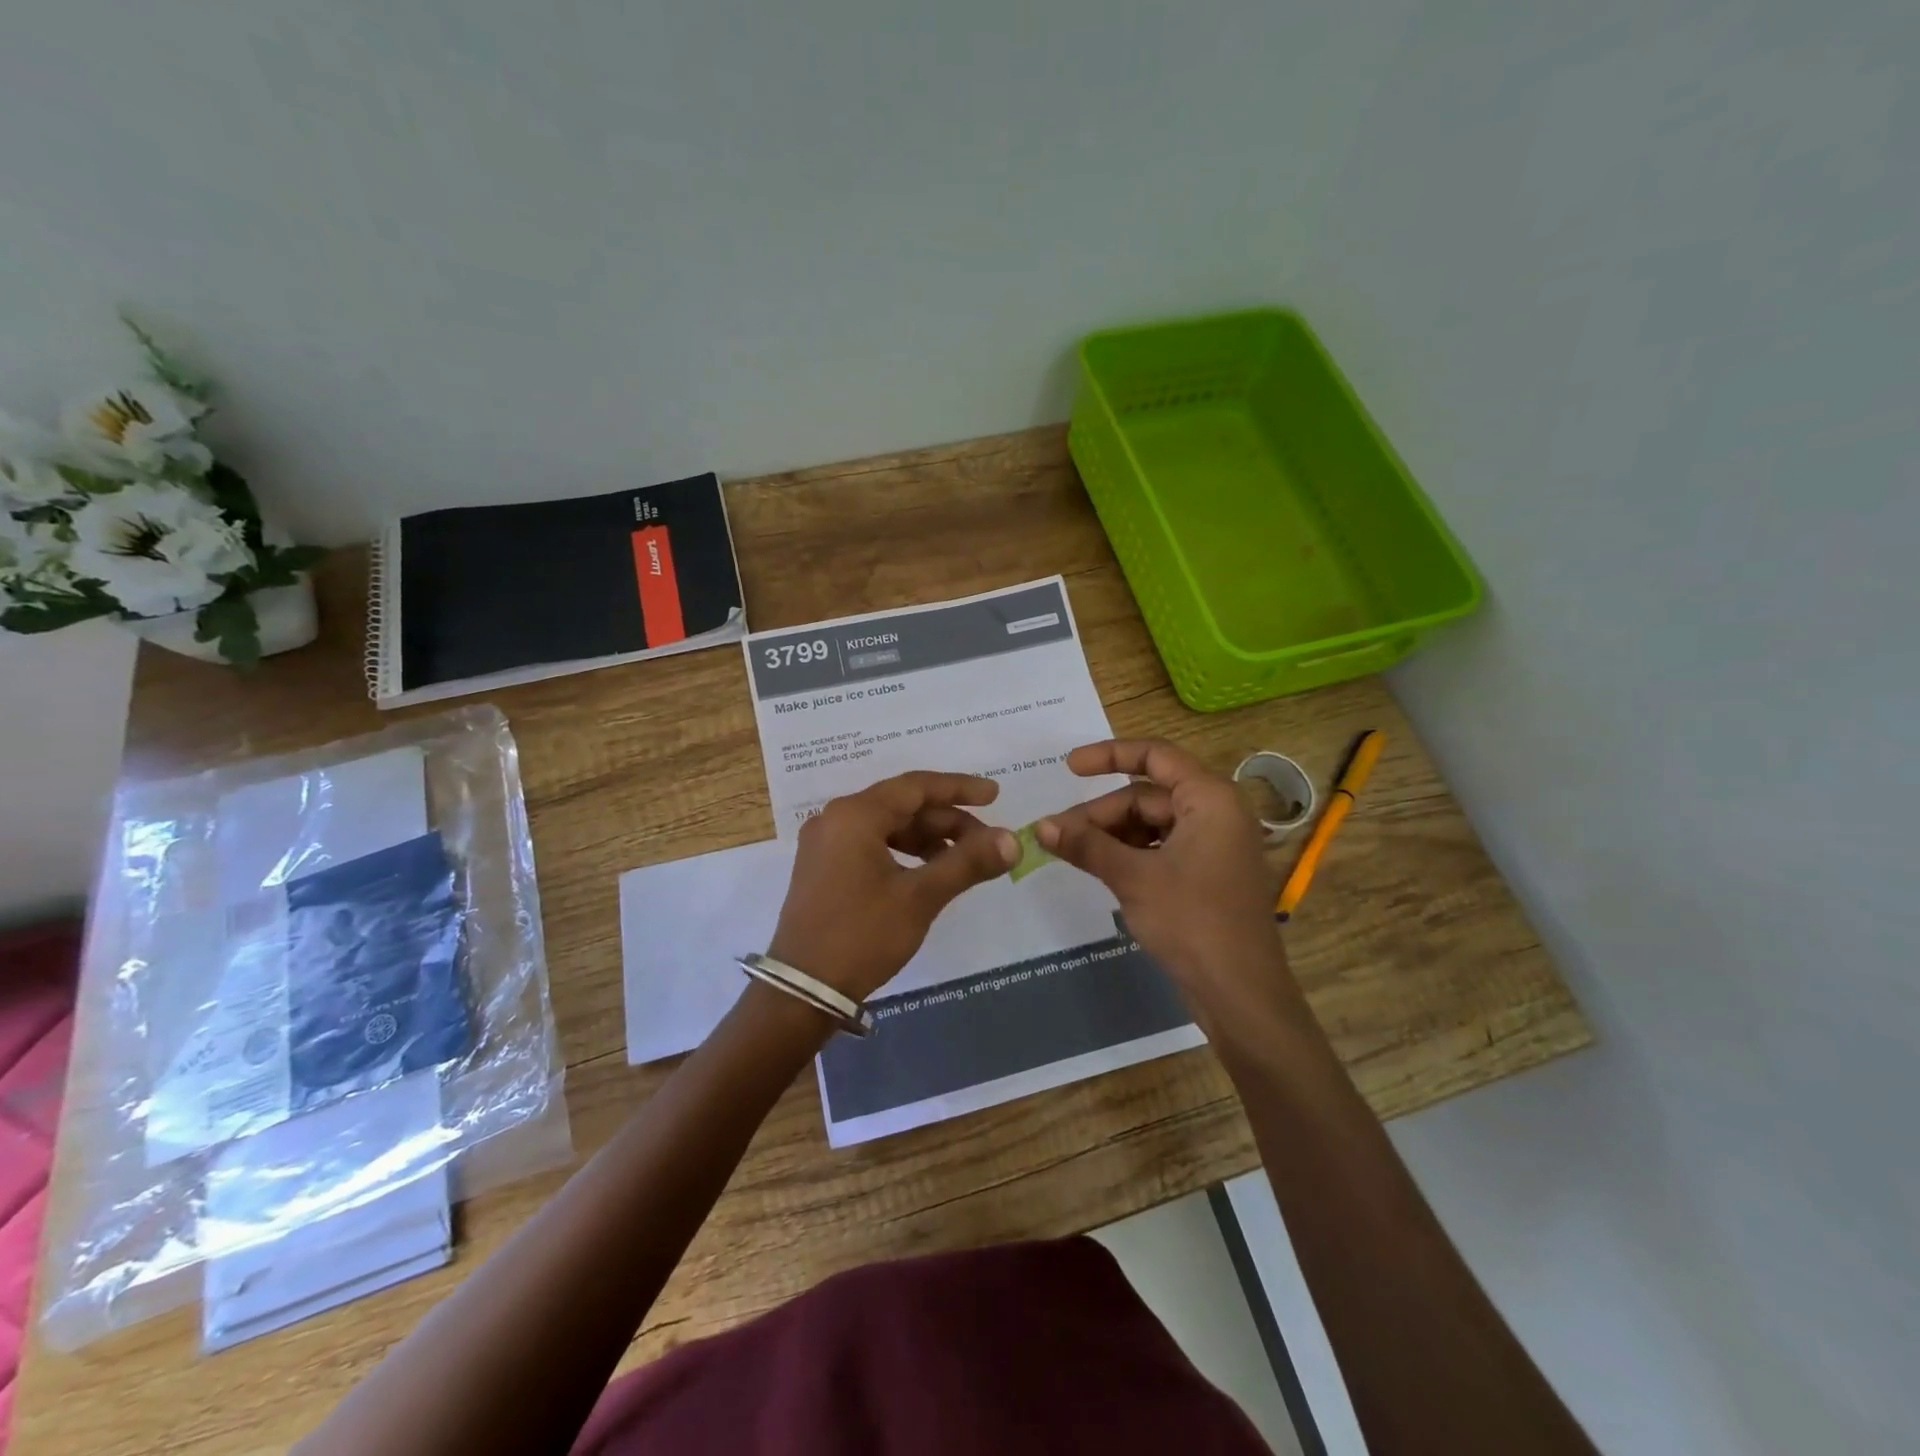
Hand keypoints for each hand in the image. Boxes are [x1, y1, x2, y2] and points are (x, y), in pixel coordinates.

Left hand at [768, 771, 1018, 1003]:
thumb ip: (968, 862)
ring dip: (927, 838)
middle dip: (947, 821)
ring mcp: (825, 844)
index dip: (959, 788)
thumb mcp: (920, 897)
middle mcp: (835, 819)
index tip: (995, 795)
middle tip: (986, 842)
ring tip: (963, 860)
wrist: (803, 990)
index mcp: (854, 815)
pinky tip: (928, 872)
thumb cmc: (863, 935)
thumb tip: (1013, 840)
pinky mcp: (823, 868)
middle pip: (902, 806)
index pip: (916, 787)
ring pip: (887, 826)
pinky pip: (871, 844)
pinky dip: (904, 852)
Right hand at [1037, 739, 1294, 1013]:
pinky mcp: (1208, 873)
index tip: (1068, 767)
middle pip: (1147, 796)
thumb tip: (1041, 826)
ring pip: (1151, 824)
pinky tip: (1103, 869)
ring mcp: (1214, 844)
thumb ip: (1086, 846)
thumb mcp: (1133, 878)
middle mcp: (1217, 811)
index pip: (1155, 755)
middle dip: (1101, 814)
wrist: (1240, 993)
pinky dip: (1131, 854)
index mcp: (1210, 798)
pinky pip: (1162, 848)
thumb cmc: (1192, 922)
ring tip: (1074, 854)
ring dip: (1112, 836)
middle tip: (1057, 835)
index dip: (1109, 755)